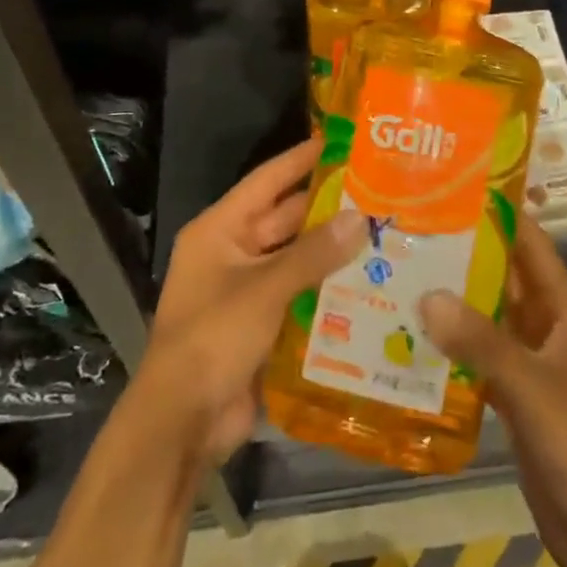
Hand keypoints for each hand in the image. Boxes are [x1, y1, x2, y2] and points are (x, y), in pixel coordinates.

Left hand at [133, 137, 366, 464]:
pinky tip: (370, 281)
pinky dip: (328, 287)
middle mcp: (233, 252)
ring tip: (384, 231)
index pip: (266, 181)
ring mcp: (248, 290)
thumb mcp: (263, 290)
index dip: (301, 158)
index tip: (341, 140)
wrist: (182, 425)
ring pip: (297, 258)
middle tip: (377, 190)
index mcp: (220, 231)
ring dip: (332, 249)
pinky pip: (301, 294)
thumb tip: (361, 218)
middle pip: (286, 220)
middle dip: (327, 207)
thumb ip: (313, 254)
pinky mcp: (263, 323)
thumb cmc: (212, 339)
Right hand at [420, 218, 566, 566]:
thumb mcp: (533, 387)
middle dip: (463, 254)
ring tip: (399, 274)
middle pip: (503, 278)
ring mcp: (530, 365)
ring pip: (487, 319)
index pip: (531, 245)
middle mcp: (546, 329)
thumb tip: (427, 294)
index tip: (456, 187)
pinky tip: (410, 340)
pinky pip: (478, 360)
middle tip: (410, 229)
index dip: (501, 214)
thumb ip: (482, 342)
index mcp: (563, 311)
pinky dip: (451, 348)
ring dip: (452, 301)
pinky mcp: (514, 400)